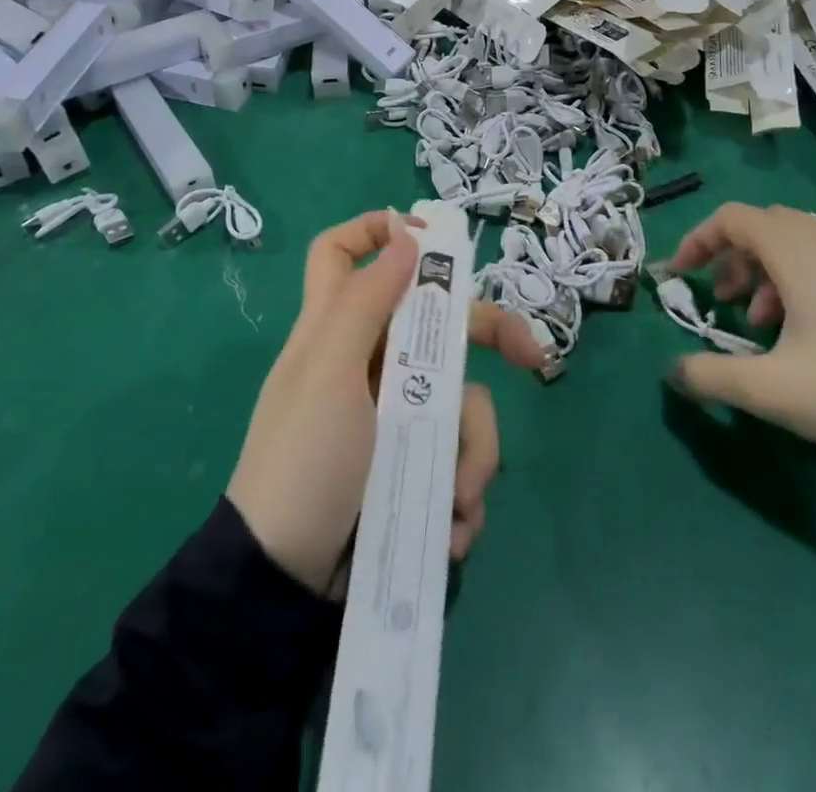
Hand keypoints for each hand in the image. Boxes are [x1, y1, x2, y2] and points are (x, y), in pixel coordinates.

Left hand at [227, 210, 547, 594]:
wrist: (283, 585)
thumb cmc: (303, 462)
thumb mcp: (329, 373)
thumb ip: (365, 302)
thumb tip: (405, 234)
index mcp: (338, 328)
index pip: (341, 253)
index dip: (376, 231)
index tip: (431, 242)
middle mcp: (370, 361)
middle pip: (437, 322)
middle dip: (488, 336)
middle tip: (532, 359)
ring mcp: (395, 415)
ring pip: (460, 402)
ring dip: (471, 452)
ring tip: (458, 499)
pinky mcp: (410, 466)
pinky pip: (455, 458)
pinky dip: (460, 493)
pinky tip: (449, 526)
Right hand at [666, 203, 815, 477]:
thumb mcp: (772, 390)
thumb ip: (711, 376)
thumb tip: (672, 372)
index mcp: (797, 248)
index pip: (730, 218)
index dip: (697, 241)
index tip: (679, 276)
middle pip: (763, 227)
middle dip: (731, 260)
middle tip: (723, 303)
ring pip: (797, 243)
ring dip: (766, 273)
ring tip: (763, 325)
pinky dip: (801, 281)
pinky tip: (811, 332)